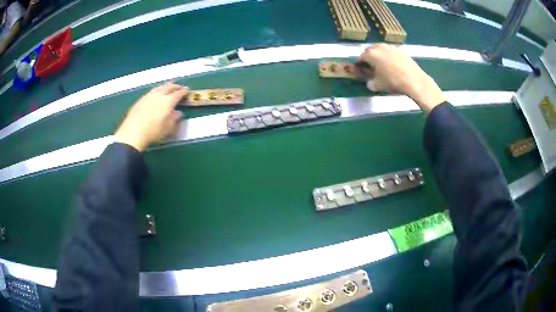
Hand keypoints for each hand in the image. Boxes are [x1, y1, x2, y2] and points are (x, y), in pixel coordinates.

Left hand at [115, 82, 186, 151]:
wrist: (133, 132)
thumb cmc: (153, 132)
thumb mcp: (168, 128)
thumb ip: (174, 119)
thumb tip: (178, 113)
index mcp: (168, 101)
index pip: (178, 93)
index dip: (183, 91)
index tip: (187, 89)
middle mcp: (159, 95)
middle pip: (168, 87)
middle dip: (175, 86)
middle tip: (179, 86)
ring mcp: (148, 96)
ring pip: (159, 87)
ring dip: (165, 86)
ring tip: (168, 85)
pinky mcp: (140, 100)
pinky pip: (151, 91)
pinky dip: (156, 90)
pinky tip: (155, 93)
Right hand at [358, 44, 445, 113]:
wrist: (414, 80)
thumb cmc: (393, 82)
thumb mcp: (377, 86)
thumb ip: (369, 82)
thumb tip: (369, 81)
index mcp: (370, 54)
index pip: (360, 58)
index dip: (359, 65)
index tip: (361, 71)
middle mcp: (379, 47)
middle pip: (370, 52)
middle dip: (369, 59)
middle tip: (372, 68)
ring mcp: (390, 47)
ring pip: (381, 51)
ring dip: (379, 57)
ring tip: (383, 67)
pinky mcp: (400, 50)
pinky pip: (390, 53)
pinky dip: (389, 58)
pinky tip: (393, 66)